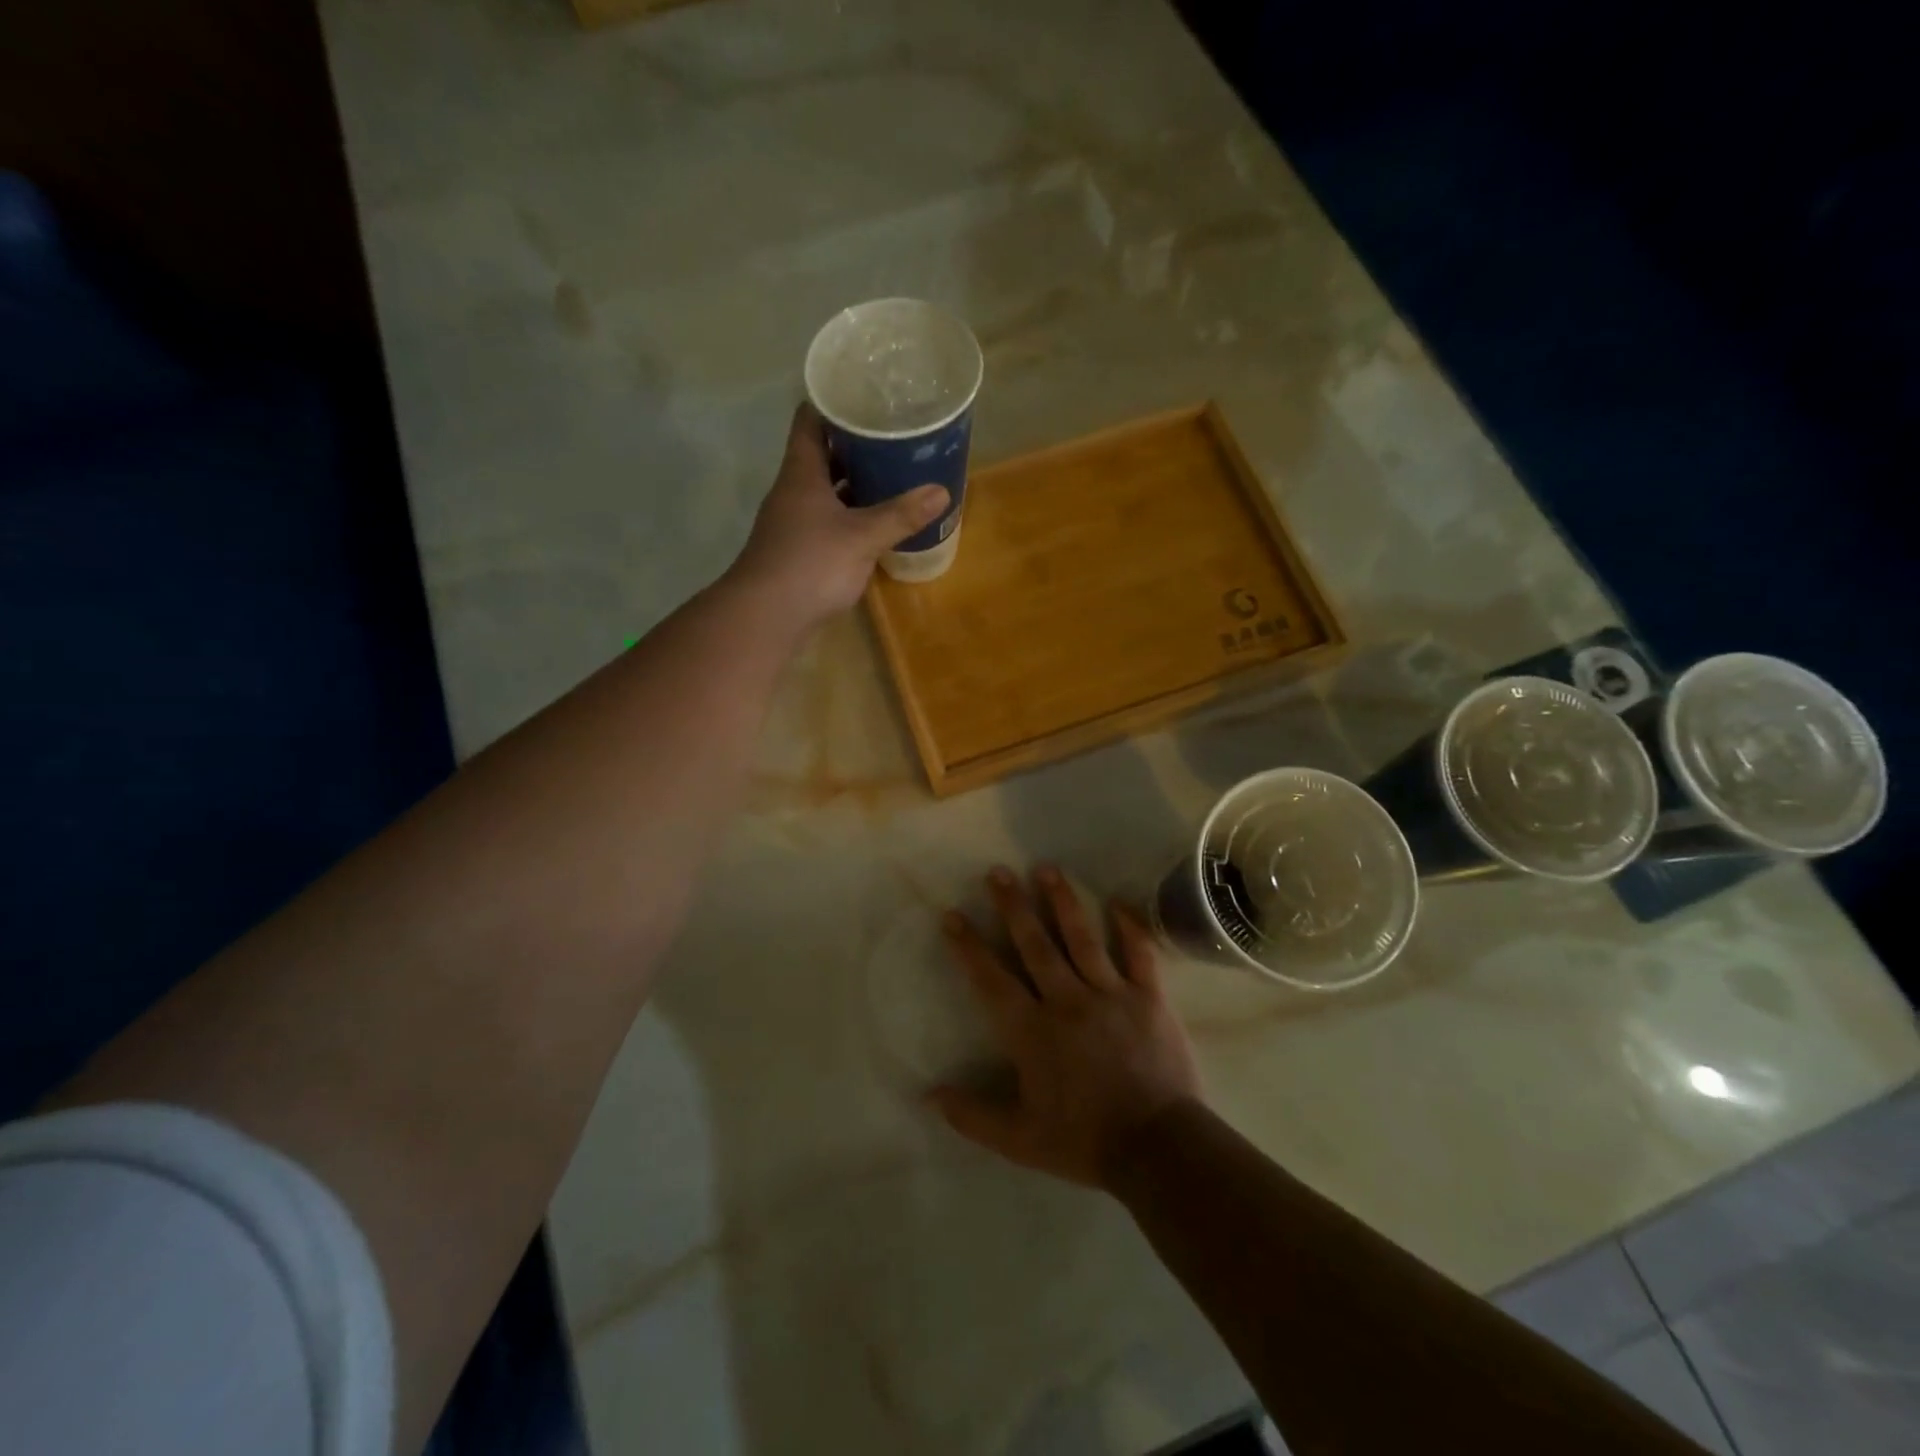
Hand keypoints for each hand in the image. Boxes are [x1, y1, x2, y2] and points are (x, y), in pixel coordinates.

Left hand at [729, 403, 949, 627]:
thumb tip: (942, 491)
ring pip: (825, 490)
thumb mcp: (862, 537)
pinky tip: (875, 521)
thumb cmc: (811, 563)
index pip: (811, 420)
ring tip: (892, 473)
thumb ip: (901, 515)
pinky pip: (828, 519)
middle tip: (893, 436)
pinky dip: (850, 515)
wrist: (766, 616)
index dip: (835, 402)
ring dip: (853, 482)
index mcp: (802, 472)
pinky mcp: (799, 549)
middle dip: (855, 445)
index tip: (867, 394)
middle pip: (822, 454)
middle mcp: (793, 490)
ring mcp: (793, 521)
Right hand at [930, 865, 1202, 1189]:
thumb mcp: (1019, 1140)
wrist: (1157, 1147)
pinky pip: (1139, 954)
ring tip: (1046, 869)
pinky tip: (1118, 902)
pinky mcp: (1149, 997)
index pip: (992, 980)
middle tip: (998, 872)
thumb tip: (928, 1094)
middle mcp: (1067, 1000)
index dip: (969, 947)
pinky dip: (1129, 927)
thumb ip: (972, 1115)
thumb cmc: (1084, 1141)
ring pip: (1081, 938)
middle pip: (1034, 944)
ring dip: (1062, 901)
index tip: (952, 915)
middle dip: (1012, 906)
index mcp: (1032, 1031)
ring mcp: (1110, 994)